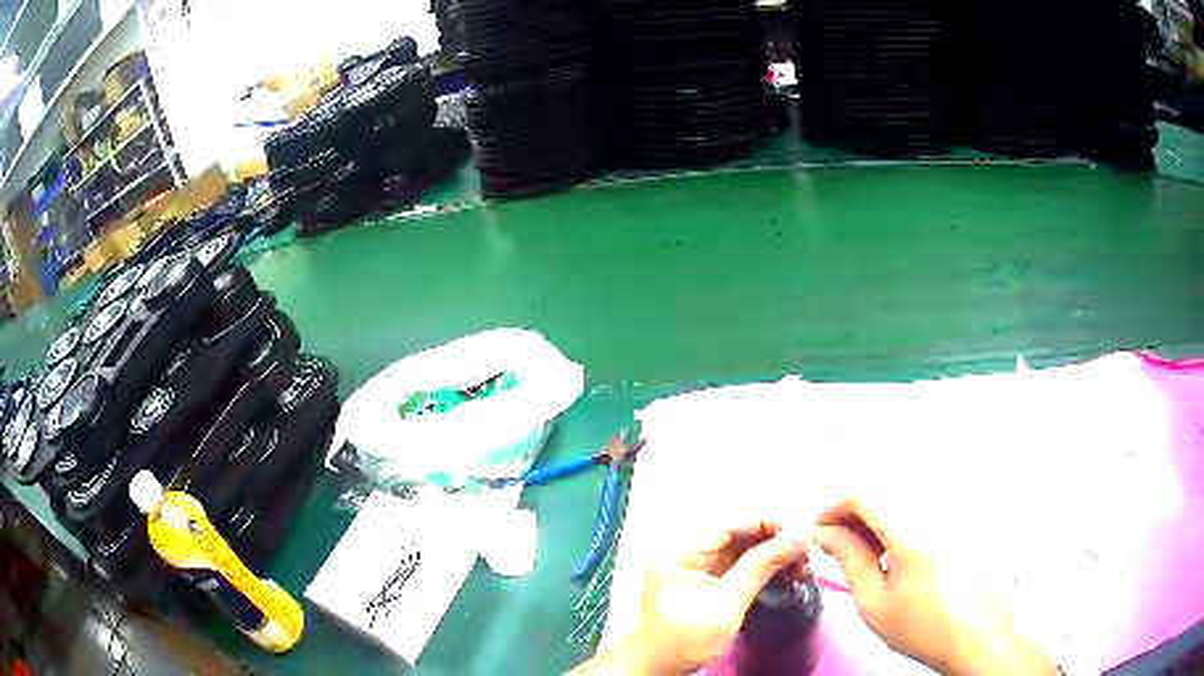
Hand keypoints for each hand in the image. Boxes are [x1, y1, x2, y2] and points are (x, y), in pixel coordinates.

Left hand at [574, 519, 806, 674]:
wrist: (658, 667)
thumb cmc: (681, 642)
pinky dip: (766, 568)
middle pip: (740, 534)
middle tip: (806, 552)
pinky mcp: (709, 581)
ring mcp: (699, 567)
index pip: (730, 525)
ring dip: (775, 555)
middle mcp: (689, 553)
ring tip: (802, 566)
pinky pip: (742, 565)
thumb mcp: (724, 607)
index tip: (799, 533)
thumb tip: (791, 541)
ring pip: (745, 548)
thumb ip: (757, 570)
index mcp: (681, 553)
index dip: (767, 523)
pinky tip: (788, 574)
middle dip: (776, 540)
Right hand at [812, 496, 1057, 675]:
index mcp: (911, 530)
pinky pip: (924, 503)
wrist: (975, 635)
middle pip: (883, 488)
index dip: (833, 507)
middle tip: (843, 547)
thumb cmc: (922, 627)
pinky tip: (902, 552)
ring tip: (871, 554)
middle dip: (854, 513)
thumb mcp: (874, 602)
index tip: (821, 531)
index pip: (862, 492)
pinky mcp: (965, 515)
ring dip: (878, 516)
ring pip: (903, 494)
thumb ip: (848, 558)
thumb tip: (823, 533)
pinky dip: (902, 519)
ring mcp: (953, 509)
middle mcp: (935, 508)